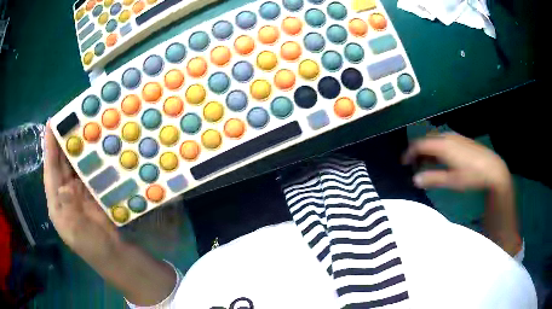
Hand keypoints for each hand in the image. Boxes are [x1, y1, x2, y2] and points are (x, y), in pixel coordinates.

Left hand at [43, 122, 119, 259]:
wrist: (114, 255)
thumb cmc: (91, 246)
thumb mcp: (76, 232)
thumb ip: (68, 209)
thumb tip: (64, 187)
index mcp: (56, 202)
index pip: (50, 170)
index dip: (49, 147)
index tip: (51, 123)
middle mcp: (65, 193)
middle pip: (61, 163)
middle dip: (63, 141)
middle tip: (70, 117)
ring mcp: (80, 192)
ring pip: (75, 165)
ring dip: (78, 147)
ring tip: (83, 125)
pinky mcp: (93, 191)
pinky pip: (90, 171)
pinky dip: (92, 159)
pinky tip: (96, 146)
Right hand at [402, 133, 510, 190]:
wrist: (493, 168)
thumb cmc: (471, 175)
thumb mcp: (451, 180)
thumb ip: (432, 179)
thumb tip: (414, 179)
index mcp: (442, 145)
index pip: (419, 144)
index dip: (409, 153)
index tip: (403, 164)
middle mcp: (447, 136)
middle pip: (426, 140)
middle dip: (417, 152)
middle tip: (414, 166)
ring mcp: (455, 136)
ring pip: (435, 140)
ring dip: (427, 150)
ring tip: (426, 164)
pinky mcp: (461, 139)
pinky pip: (443, 140)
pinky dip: (436, 149)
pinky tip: (440, 160)